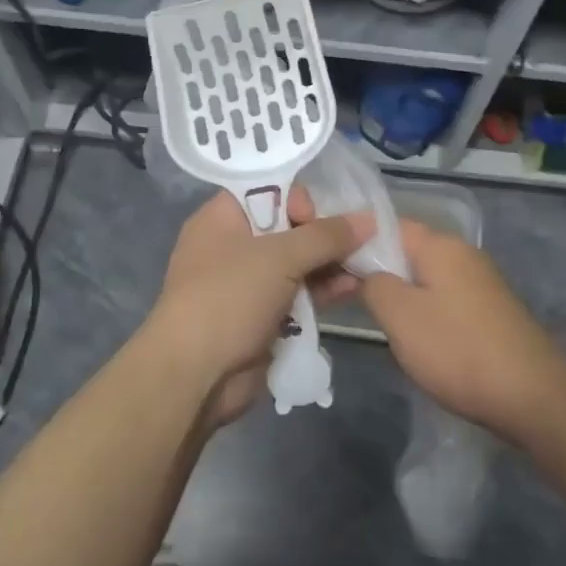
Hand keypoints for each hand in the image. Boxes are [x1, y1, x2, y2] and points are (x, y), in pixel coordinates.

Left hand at [137, 188, 369, 425]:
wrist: (196, 374)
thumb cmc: (230, 297)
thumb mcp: (280, 257)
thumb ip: (327, 236)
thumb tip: (369, 219)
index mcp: (222, 218)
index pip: (267, 190)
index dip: (297, 198)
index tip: (316, 217)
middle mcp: (233, 246)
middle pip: (288, 227)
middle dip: (325, 234)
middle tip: (358, 242)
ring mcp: (247, 284)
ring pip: (297, 264)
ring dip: (330, 264)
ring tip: (366, 265)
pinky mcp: (262, 317)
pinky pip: (298, 294)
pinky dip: (322, 291)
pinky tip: (353, 289)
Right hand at [359, 220, 565, 436]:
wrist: (532, 394)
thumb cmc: (457, 349)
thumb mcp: (400, 316)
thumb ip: (373, 284)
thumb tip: (367, 273)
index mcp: (440, 245)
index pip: (386, 224)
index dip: (354, 240)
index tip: (328, 262)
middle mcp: (462, 253)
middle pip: (406, 250)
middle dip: (375, 268)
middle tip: (342, 293)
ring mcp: (479, 282)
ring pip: (424, 276)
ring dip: (398, 293)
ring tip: (371, 316)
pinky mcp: (488, 310)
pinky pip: (443, 298)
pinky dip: (422, 310)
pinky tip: (411, 336)